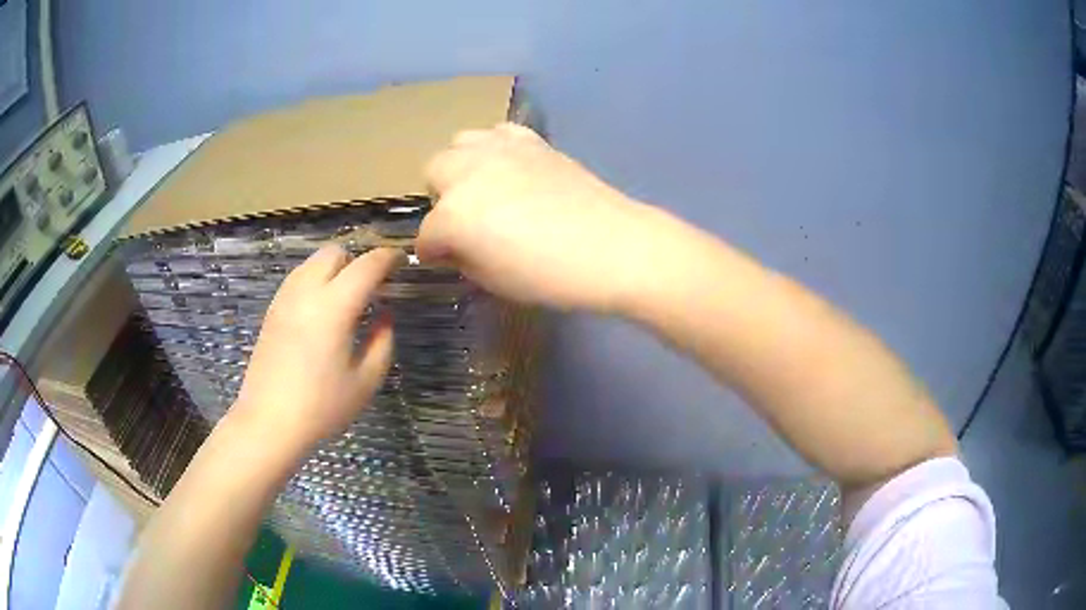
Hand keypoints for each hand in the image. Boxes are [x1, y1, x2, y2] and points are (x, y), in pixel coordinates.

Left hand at [231, 246, 401, 450]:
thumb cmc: (322, 406)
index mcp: (333, 307)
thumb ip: (382, 341)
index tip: (401, 262)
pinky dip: (316, 280)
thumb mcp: (366, 381)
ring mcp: (284, 299)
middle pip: (335, 252)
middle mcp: (306, 292)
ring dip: (335, 269)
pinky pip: (298, 279)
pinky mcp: (272, 311)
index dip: (388, 258)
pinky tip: (322, 310)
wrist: (269, 422)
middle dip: (358, 260)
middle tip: (372, 286)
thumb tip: (385, 315)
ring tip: (347, 297)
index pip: (366, 265)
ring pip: (313, 262)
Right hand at [419, 123, 658, 312]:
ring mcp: (500, 150)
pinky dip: (496, 149)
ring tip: (484, 189)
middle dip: (442, 199)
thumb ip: (463, 258)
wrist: (612, 247)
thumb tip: (454, 246)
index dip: (434, 252)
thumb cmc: (549, 276)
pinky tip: (511, 168)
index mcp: (454, 215)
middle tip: (465, 222)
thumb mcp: (492, 281)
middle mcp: (468, 172)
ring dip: (463, 167)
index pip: (426, 235)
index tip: (444, 260)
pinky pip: (498, 133)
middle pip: (434, 172)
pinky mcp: (531, 141)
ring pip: (460, 144)